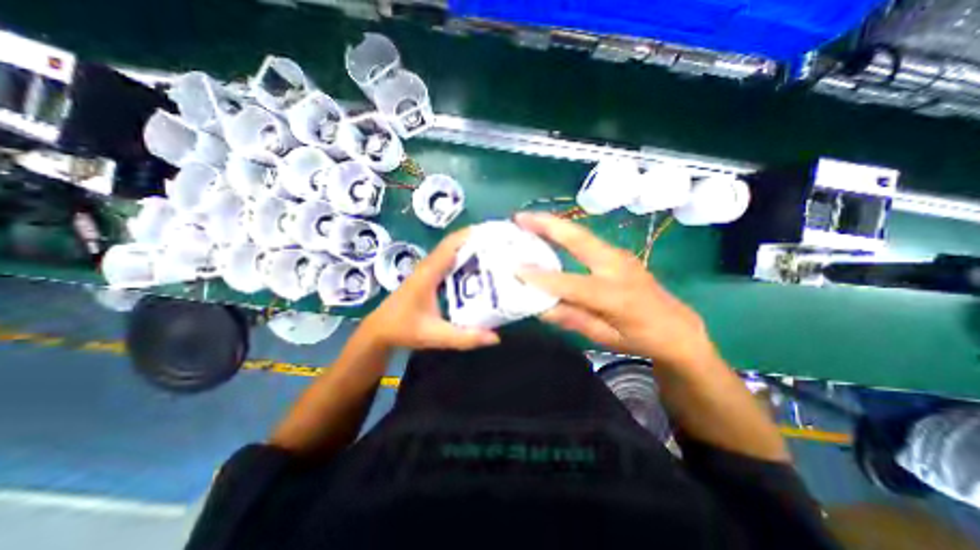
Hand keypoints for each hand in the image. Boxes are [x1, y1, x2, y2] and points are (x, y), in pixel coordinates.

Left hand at [358, 228, 499, 352]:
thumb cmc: (404, 329)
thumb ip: (464, 337)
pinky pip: (449, 261)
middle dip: (476, 240)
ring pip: (451, 251)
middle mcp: (428, 266)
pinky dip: (463, 259)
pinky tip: (478, 268)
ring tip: (494, 252)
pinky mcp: (429, 276)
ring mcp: (427, 270)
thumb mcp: (435, 335)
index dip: (471, 235)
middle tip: (501, 242)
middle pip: (454, 244)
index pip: (451, 245)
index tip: (494, 232)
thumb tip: (495, 337)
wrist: (380, 330)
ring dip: (470, 248)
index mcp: (429, 273)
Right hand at [516, 214, 718, 366]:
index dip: (543, 278)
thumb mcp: (604, 337)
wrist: (677, 327)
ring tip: (528, 220)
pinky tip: (549, 233)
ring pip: (581, 234)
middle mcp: (617, 267)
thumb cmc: (640, 338)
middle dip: (547, 225)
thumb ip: (572, 318)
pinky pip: (586, 240)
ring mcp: (619, 255)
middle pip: (579, 240)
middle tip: (519, 217)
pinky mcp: (617, 253)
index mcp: (616, 296)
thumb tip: (540, 305)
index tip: (516, 269)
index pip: (572, 284)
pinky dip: (564, 233)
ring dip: (554, 225)